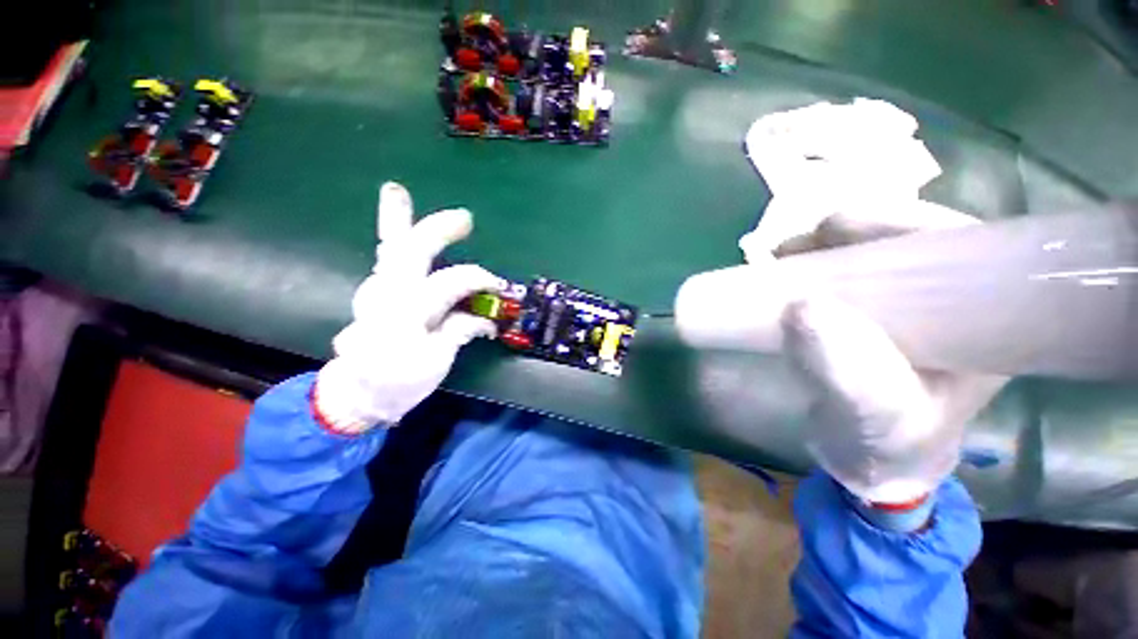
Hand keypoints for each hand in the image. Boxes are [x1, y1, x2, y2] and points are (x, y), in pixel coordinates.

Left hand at [314, 182, 503, 433]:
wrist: (358, 394)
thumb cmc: (399, 384)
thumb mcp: (435, 364)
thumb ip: (459, 332)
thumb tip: (485, 319)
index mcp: (404, 315)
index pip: (449, 283)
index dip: (478, 280)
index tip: (499, 286)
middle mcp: (386, 294)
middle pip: (410, 252)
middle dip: (436, 230)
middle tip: (464, 218)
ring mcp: (376, 290)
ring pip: (389, 247)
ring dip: (396, 219)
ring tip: (397, 193)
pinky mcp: (377, 291)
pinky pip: (387, 256)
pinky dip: (390, 231)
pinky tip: (395, 211)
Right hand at [772, 207, 1007, 505]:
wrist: (865, 458)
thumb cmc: (887, 444)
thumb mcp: (875, 413)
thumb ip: (847, 370)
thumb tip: (801, 307)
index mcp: (983, 318)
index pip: (957, 241)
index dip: (899, 222)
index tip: (833, 228)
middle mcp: (950, 300)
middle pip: (905, 239)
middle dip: (847, 232)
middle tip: (792, 246)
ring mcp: (907, 304)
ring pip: (870, 252)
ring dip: (822, 247)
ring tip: (779, 257)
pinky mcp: (869, 313)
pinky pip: (842, 275)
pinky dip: (809, 267)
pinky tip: (783, 273)